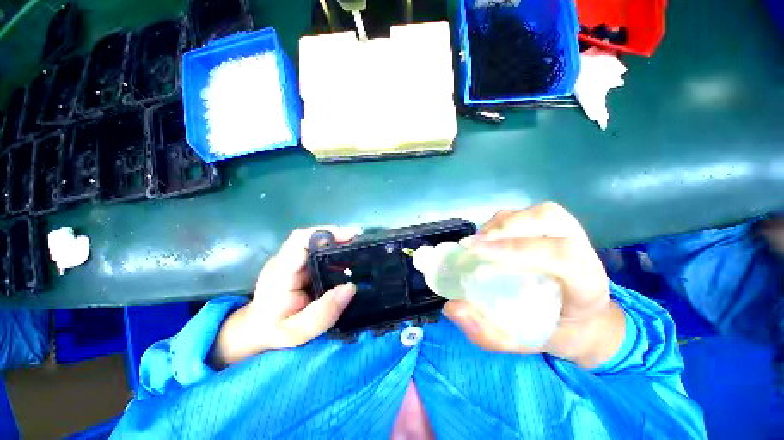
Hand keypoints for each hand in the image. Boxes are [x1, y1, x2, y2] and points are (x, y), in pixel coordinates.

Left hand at [210, 226, 358, 368]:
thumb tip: (351, 287)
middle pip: (311, 237)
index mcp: (280, 273)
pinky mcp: (297, 263)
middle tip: (361, 242)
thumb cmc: (273, 332)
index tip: (351, 236)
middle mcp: (284, 260)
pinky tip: (347, 257)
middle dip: (338, 235)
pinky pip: (317, 251)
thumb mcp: (298, 332)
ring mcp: (290, 260)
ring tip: (358, 248)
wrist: (255, 331)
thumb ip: (323, 313)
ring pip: (315, 242)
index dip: (326, 233)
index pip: (300, 241)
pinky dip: (333, 250)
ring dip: (337, 241)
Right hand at [442, 202, 625, 367]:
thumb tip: (453, 307)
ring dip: (499, 225)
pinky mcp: (554, 227)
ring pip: (535, 213)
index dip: (514, 249)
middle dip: (503, 229)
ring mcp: (570, 234)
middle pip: (548, 220)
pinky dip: (500, 223)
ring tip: (477, 244)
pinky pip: (526, 214)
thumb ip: (486, 332)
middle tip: (471, 246)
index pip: (559, 255)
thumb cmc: (550, 331)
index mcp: (586, 285)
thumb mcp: (519, 343)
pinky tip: (488, 240)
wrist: (577, 319)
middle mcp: (583, 251)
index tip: (474, 252)